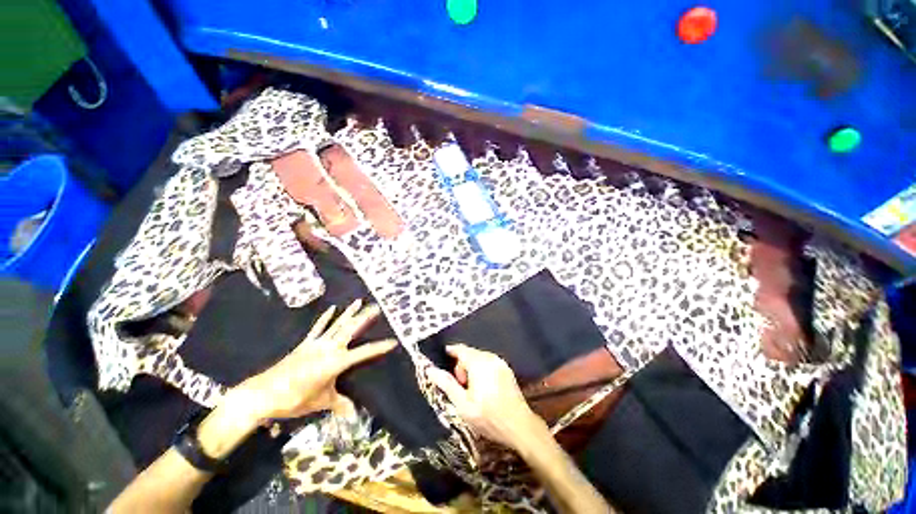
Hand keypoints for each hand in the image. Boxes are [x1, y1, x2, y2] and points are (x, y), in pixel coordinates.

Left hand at [233, 300, 396, 422]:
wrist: (264, 394)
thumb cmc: (296, 399)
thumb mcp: (321, 402)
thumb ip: (339, 404)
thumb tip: (354, 415)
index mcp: (336, 362)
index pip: (364, 353)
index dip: (379, 347)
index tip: (393, 342)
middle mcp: (329, 348)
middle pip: (351, 330)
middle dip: (365, 318)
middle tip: (376, 307)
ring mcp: (317, 344)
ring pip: (337, 325)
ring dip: (349, 313)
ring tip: (359, 301)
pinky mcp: (305, 344)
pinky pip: (318, 328)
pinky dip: (325, 318)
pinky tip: (332, 308)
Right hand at [427, 344, 546, 449]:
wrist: (519, 426)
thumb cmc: (488, 416)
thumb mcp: (463, 404)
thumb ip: (446, 384)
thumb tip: (430, 369)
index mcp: (479, 362)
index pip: (460, 349)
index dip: (450, 352)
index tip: (443, 361)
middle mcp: (490, 357)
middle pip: (470, 353)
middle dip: (461, 365)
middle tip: (461, 386)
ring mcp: (500, 363)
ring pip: (479, 358)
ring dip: (471, 368)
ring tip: (472, 390)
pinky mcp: (506, 370)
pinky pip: (489, 363)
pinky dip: (481, 370)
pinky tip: (483, 388)